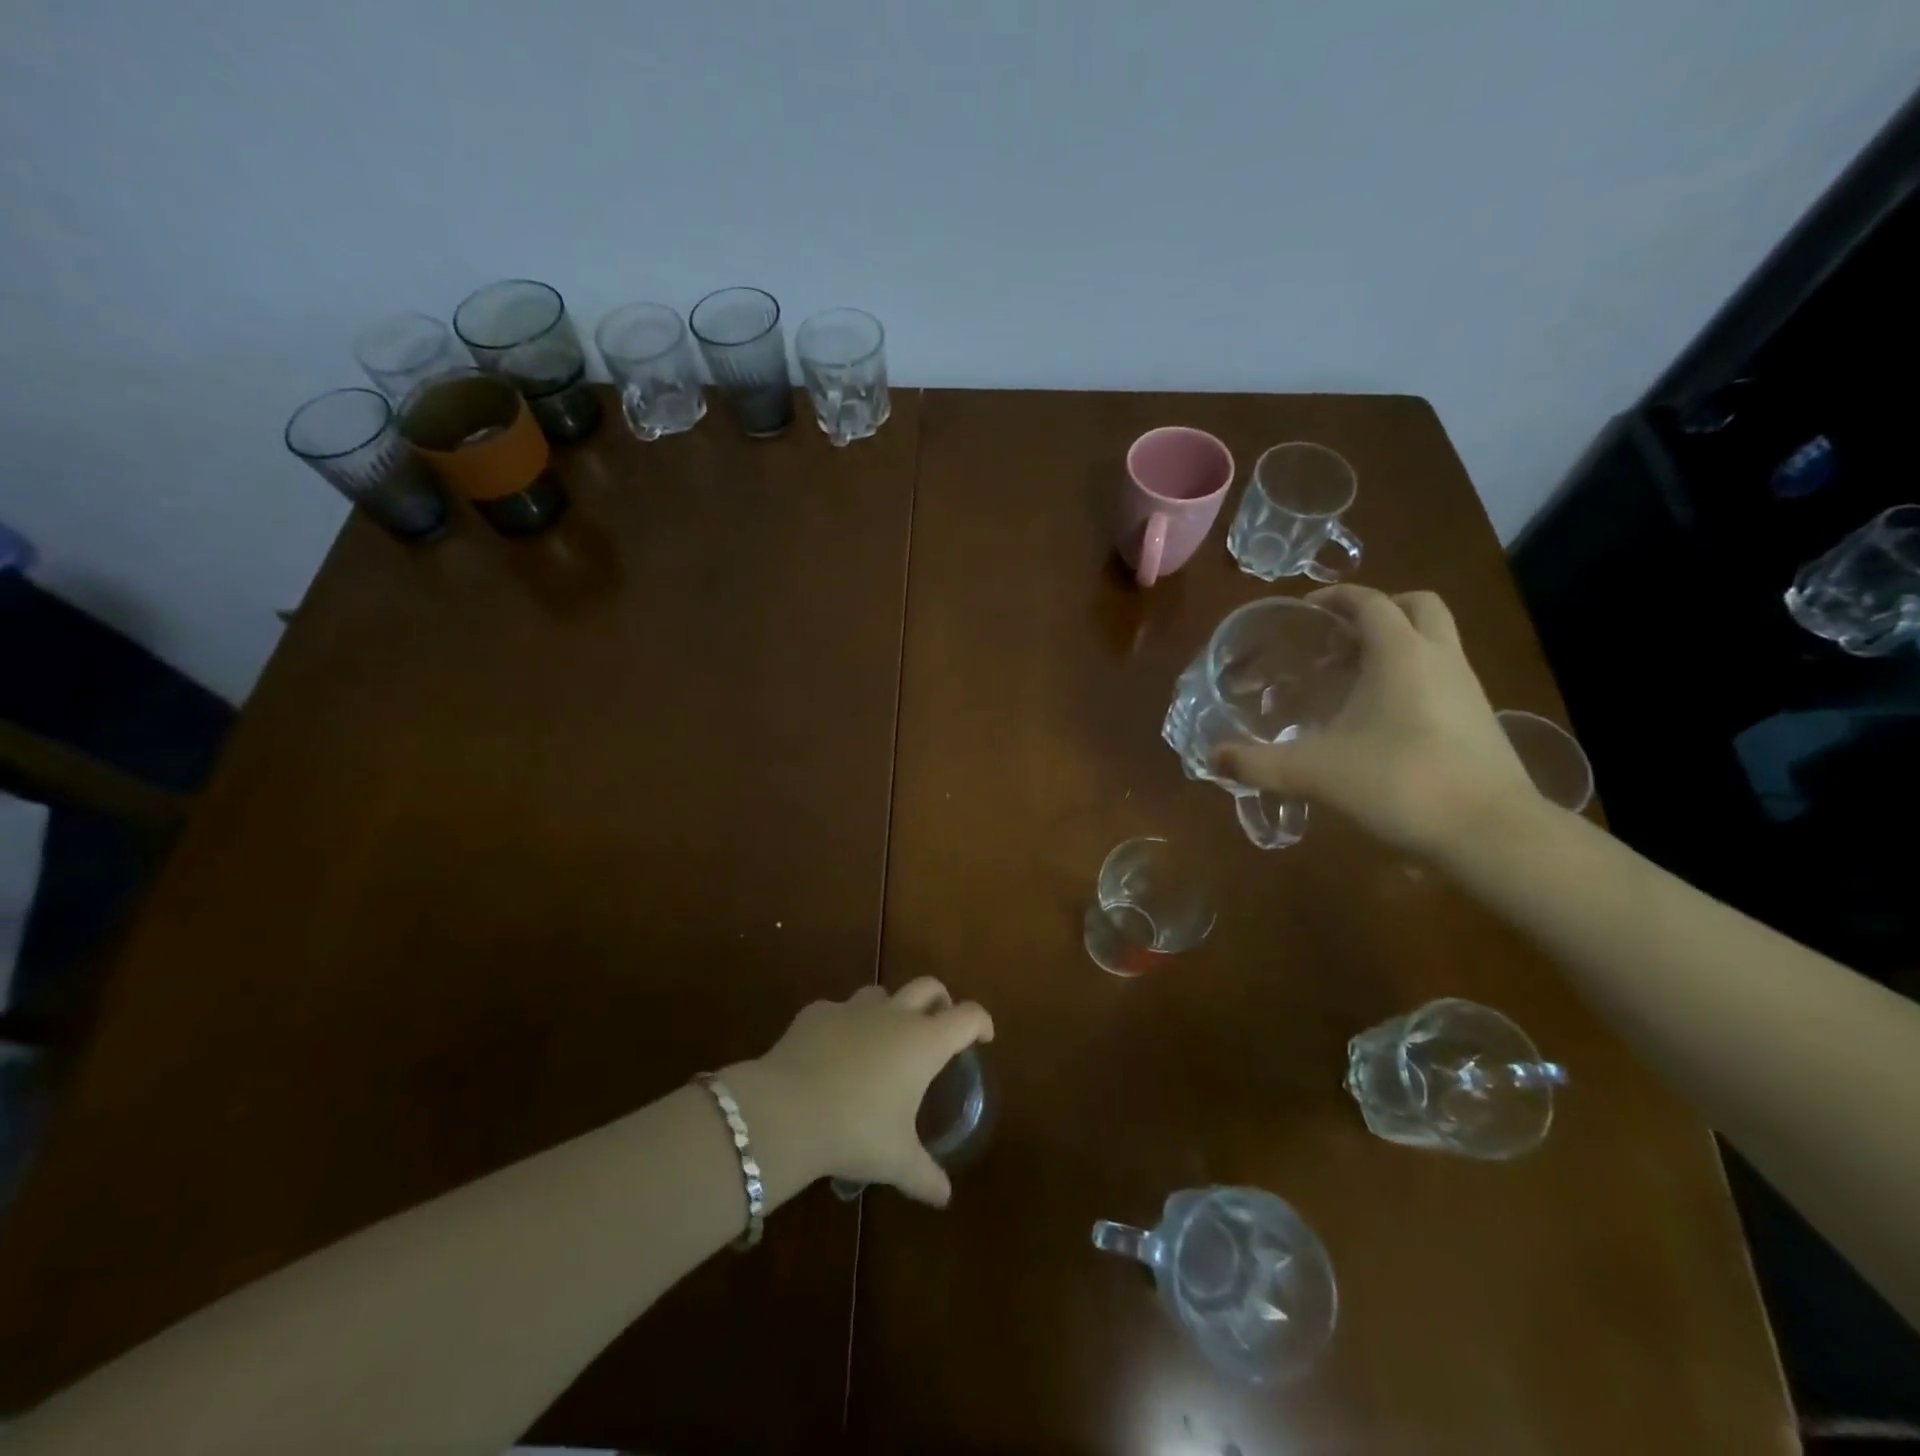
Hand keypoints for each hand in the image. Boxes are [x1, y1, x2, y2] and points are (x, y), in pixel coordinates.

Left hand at [744, 980, 992, 1206]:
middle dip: (940, 1001)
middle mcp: (894, 1015)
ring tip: (884, 1038)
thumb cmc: (856, 1131)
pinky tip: (833, 1052)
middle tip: (939, 1025)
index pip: (967, 1016)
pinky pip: (837, 1011)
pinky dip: (843, 1026)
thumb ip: (925, 1176)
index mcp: (924, 1042)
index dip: (980, 1022)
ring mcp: (852, 1009)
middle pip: (928, 986)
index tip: (983, 1037)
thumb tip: (944, 1197)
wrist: (788, 1109)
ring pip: (881, 993)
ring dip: (890, 1008)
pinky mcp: (816, 1013)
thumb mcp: (896, 1160)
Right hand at [1214, 585, 1539, 858]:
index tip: (1303, 610)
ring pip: (1434, 642)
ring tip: (1351, 680)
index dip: (1334, 598)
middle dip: (1377, 611)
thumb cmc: (1399, 783)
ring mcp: (1468, 688)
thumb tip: (1212, 758)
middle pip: (1416, 607)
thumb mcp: (1314, 773)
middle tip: (1337, 638)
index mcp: (1400, 654)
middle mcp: (1440, 658)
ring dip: (1396, 645)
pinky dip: (1412, 679)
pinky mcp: (1480, 720)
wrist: (1490, 832)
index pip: (1368, 602)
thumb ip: (1258, 764)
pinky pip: (1442, 677)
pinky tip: (1381, 720)